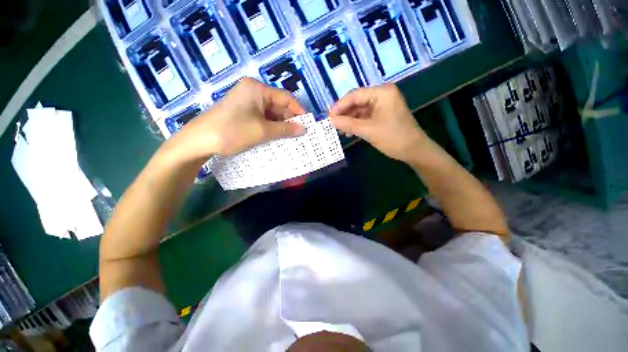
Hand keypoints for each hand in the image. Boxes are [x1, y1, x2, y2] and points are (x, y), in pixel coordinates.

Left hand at [165, 78, 305, 163]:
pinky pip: (263, 118)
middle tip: (300, 134)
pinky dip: (271, 127)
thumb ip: (285, 129)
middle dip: (290, 120)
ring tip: (291, 138)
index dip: (299, 111)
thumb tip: (304, 129)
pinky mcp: (243, 112)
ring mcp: (247, 102)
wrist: (200, 141)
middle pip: (278, 105)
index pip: (285, 98)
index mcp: (257, 89)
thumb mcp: (263, 131)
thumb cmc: (232, 132)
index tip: (308, 124)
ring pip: (271, 113)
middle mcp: (253, 91)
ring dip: (281, 125)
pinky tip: (278, 137)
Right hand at [329, 83, 427, 163]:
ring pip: (360, 110)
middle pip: (357, 101)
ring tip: (340, 130)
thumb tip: (331, 120)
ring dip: (349, 120)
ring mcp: (383, 105)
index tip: (329, 117)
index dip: (340, 106)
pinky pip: (365, 116)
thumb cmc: (393, 137)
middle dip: (344, 113)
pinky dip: (357, 123)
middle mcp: (382, 95)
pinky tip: (349, 132)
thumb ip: (348, 124)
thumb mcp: (368, 130)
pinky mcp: (383, 115)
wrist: (414, 150)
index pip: (355, 95)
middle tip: (333, 124)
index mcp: (382, 93)